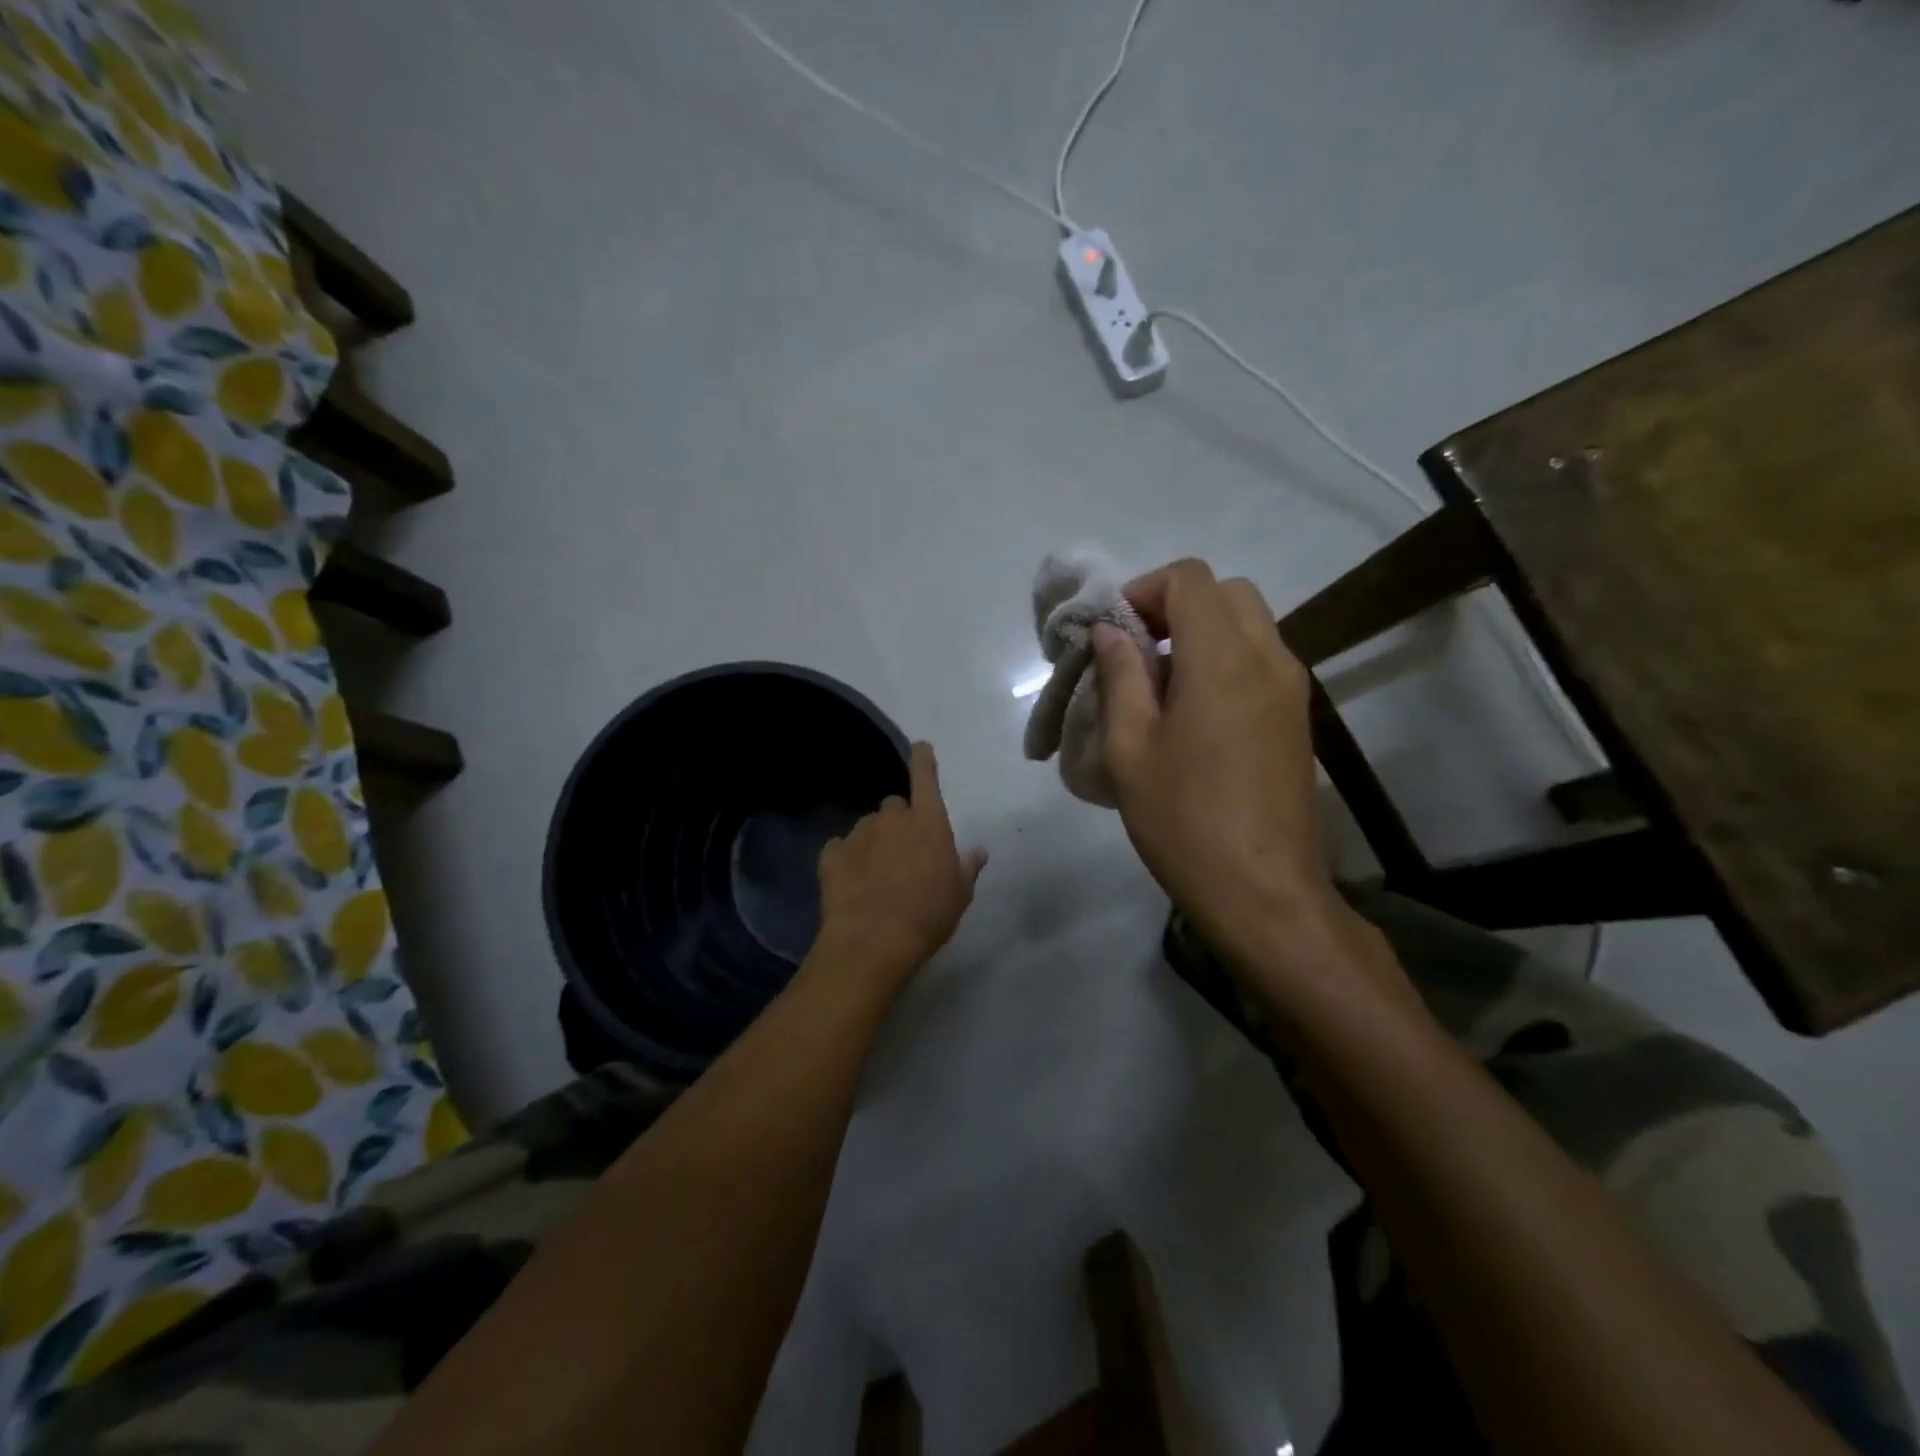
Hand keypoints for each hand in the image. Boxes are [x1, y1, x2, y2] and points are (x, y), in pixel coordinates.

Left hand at [815, 742, 986, 983]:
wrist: (872, 941)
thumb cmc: (927, 916)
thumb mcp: (959, 896)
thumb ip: (967, 867)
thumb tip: (978, 851)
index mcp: (929, 823)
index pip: (925, 778)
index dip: (923, 761)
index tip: (920, 748)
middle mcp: (893, 819)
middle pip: (895, 806)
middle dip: (898, 822)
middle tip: (902, 853)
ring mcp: (859, 833)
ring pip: (867, 827)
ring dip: (873, 842)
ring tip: (875, 875)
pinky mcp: (831, 854)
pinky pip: (840, 848)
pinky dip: (845, 859)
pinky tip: (850, 883)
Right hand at [1092, 559, 1340, 962]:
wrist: (1264, 893)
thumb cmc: (1184, 822)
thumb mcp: (1130, 749)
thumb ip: (1121, 677)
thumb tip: (1111, 632)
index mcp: (1224, 660)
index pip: (1191, 578)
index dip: (1144, 590)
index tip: (1114, 633)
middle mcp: (1270, 659)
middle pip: (1226, 592)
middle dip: (1174, 605)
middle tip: (1136, 652)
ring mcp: (1292, 689)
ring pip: (1249, 624)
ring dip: (1201, 633)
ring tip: (1159, 686)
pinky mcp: (1298, 718)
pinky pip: (1261, 660)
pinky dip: (1224, 660)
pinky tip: (1192, 714)